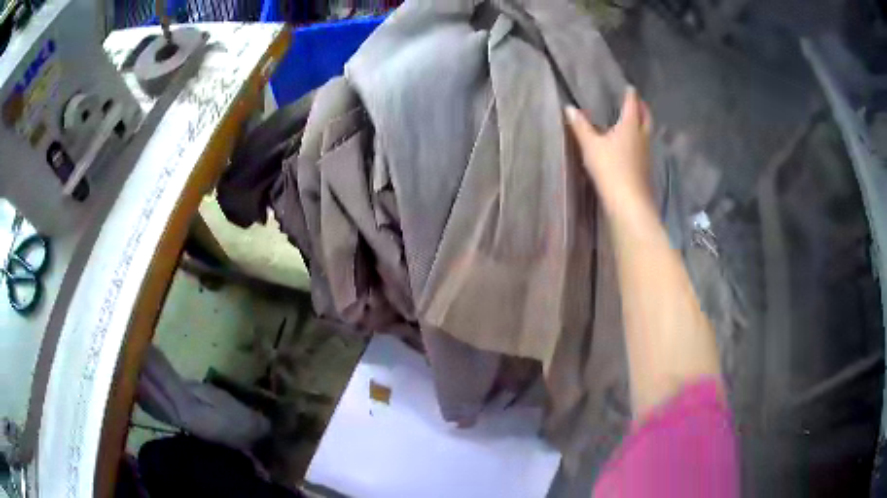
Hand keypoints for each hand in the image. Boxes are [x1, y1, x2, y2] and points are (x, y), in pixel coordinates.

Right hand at [565, 87, 652, 219]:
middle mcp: (641, 136)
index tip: (630, 87)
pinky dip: (640, 139)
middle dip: (642, 108)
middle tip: (637, 102)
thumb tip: (569, 108)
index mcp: (630, 126)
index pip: (632, 105)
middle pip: (646, 117)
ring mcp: (646, 153)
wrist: (628, 202)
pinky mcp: (645, 168)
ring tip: (635, 120)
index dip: (630, 95)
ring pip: (647, 132)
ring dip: (643, 124)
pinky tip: (633, 145)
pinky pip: (644, 146)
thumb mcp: (591, 145)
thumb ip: (581, 126)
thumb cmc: (610, 168)